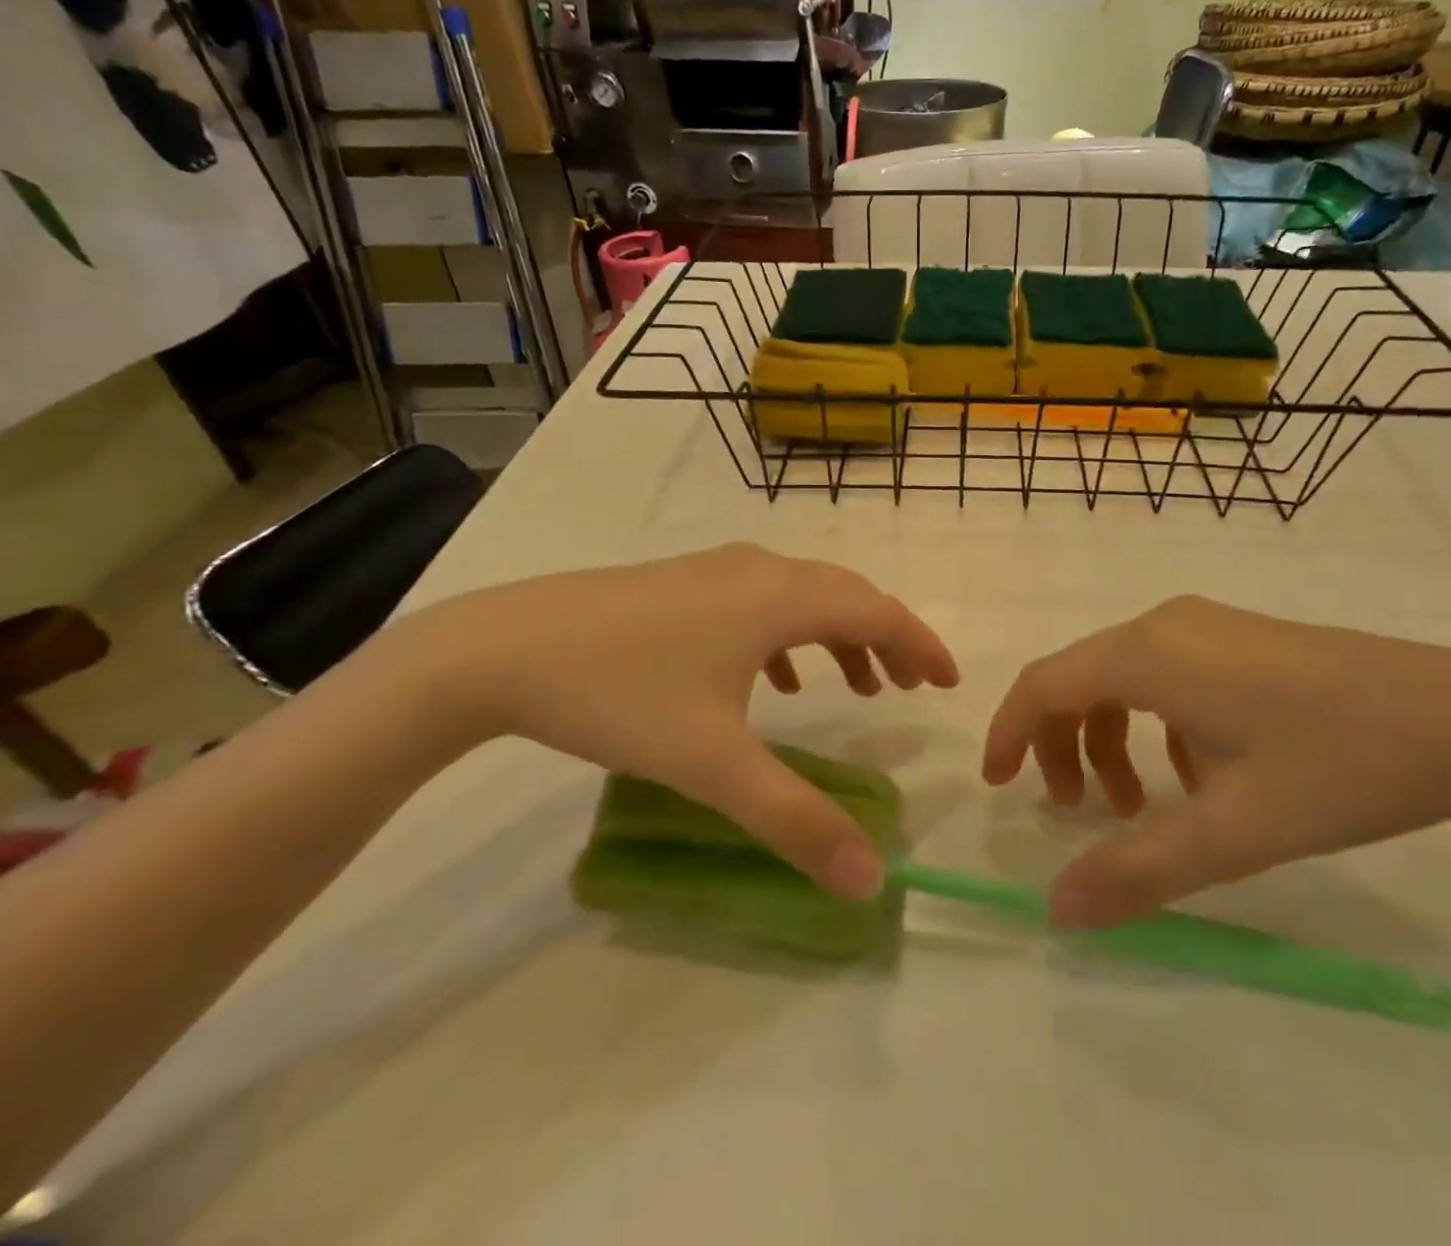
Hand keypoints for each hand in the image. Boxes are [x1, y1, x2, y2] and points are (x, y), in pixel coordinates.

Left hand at [399, 544, 957, 900]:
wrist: (502, 649)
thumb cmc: (621, 694)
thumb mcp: (714, 765)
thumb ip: (796, 822)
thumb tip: (872, 880)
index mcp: (779, 598)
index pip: (877, 611)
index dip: (921, 644)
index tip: (949, 683)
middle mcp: (757, 570)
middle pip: (845, 595)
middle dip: (886, 639)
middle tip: (910, 688)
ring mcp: (714, 570)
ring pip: (801, 596)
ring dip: (839, 636)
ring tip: (856, 685)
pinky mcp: (680, 584)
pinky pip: (759, 602)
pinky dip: (788, 636)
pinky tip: (774, 679)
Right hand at [983, 597, 1450, 928]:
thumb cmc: (1338, 766)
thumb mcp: (1232, 830)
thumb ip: (1137, 872)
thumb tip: (1057, 913)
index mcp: (1148, 653)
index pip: (1044, 683)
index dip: (1008, 731)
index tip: (997, 784)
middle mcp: (1165, 625)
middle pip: (1079, 678)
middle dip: (1061, 745)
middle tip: (1077, 812)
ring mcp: (1207, 626)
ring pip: (1124, 678)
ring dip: (1111, 739)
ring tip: (1140, 806)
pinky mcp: (1241, 640)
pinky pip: (1168, 675)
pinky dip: (1156, 726)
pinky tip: (1200, 776)